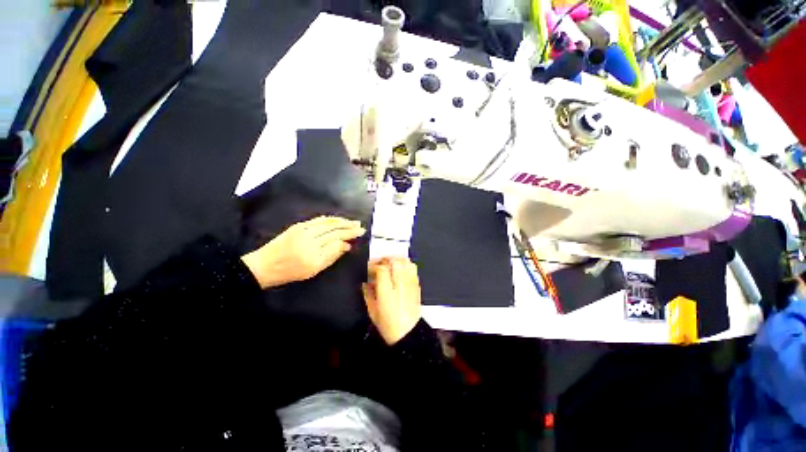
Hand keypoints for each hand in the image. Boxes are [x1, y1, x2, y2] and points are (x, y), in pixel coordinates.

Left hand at [241, 216, 364, 288]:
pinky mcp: (298, 226)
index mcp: (313, 255)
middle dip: (348, 227)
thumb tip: (346, 245)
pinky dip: (330, 218)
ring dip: (341, 221)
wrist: (263, 265)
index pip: (336, 240)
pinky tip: (337, 219)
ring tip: (352, 221)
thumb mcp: (313, 270)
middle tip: (360, 225)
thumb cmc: (290, 272)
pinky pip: (318, 220)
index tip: (360, 233)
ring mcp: (302, 230)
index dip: (349, 235)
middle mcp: (309, 240)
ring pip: (327, 222)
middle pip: (333, 230)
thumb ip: (331, 256)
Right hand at [363, 257, 421, 344]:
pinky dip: (405, 265)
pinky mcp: (417, 285)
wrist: (408, 333)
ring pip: (405, 262)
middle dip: (385, 259)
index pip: (381, 268)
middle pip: (395, 261)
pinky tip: (400, 270)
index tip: (369, 268)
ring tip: (390, 264)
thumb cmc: (388, 324)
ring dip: (396, 259)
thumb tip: (365, 282)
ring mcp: (410, 283)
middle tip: (379, 263)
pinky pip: (413, 268)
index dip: (374, 265)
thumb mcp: (372, 311)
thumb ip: (367, 293)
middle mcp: (400, 284)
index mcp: (387, 291)